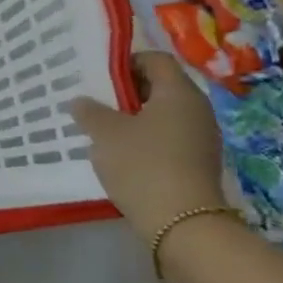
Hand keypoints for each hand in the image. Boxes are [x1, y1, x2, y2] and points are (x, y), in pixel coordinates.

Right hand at [68, 52, 226, 238]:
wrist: (182, 223)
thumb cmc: (142, 164)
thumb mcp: (105, 134)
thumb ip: (90, 112)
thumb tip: (81, 101)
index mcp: (179, 92)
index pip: (155, 60)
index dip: (125, 62)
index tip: (98, 77)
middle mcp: (197, 109)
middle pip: (160, 86)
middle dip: (126, 91)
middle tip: (95, 102)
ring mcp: (201, 137)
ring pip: (163, 114)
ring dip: (134, 117)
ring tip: (103, 130)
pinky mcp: (198, 161)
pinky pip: (169, 137)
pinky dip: (146, 138)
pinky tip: (122, 154)